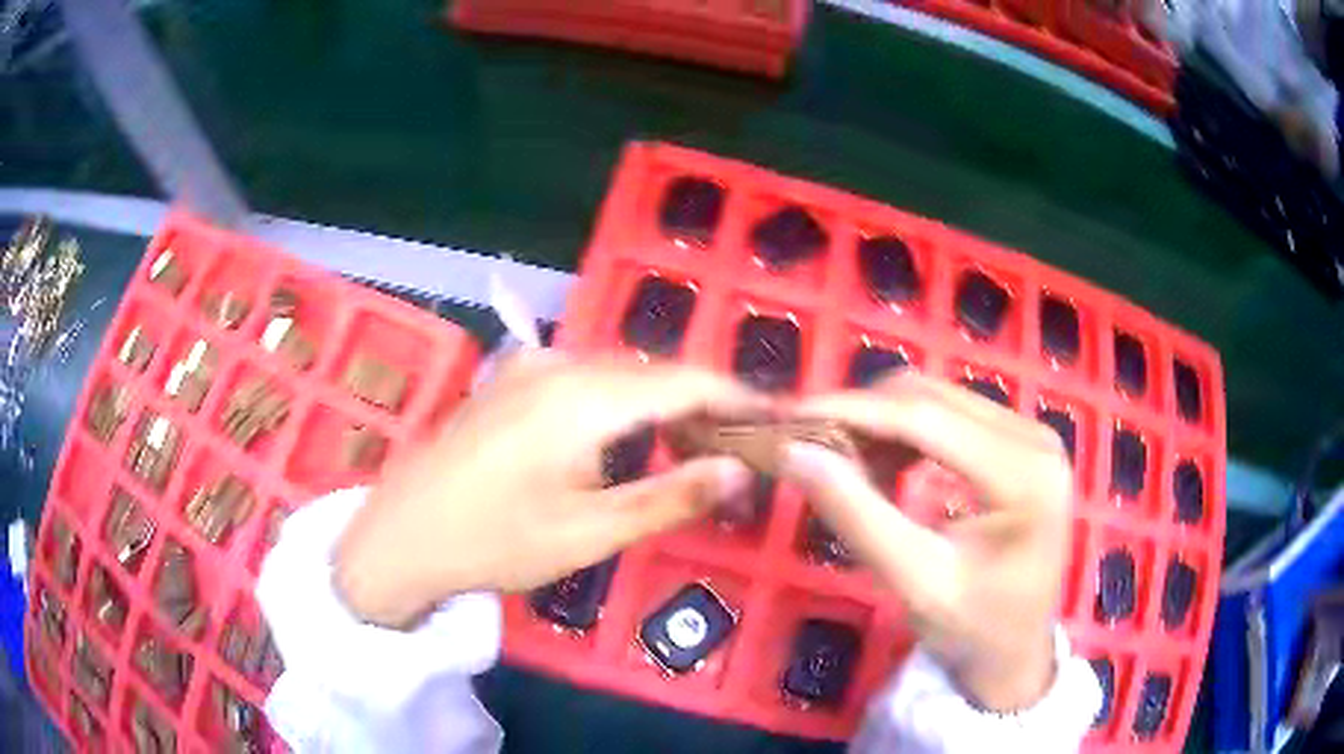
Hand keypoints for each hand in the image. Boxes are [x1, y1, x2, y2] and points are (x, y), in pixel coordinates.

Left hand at [335, 352, 760, 628]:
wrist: (402, 534)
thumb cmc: (495, 542)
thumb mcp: (589, 532)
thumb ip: (670, 496)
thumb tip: (741, 471)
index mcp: (584, 397)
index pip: (684, 381)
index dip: (736, 396)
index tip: (775, 415)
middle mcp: (560, 364)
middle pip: (653, 371)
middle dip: (703, 400)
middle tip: (742, 440)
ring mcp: (529, 366)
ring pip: (619, 372)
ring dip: (661, 399)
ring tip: (696, 438)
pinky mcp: (510, 379)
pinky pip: (585, 377)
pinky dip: (621, 399)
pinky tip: (627, 431)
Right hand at [777, 373, 1072, 711]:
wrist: (1017, 651)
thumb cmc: (974, 630)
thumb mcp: (915, 583)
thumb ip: (858, 517)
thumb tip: (795, 453)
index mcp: (1024, 474)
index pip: (926, 418)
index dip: (854, 410)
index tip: (792, 415)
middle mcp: (1034, 437)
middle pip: (933, 398)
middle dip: (864, 413)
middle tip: (809, 442)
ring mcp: (1031, 435)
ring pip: (939, 398)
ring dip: (883, 421)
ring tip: (843, 459)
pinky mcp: (1020, 443)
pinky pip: (953, 415)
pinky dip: (907, 432)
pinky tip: (883, 463)